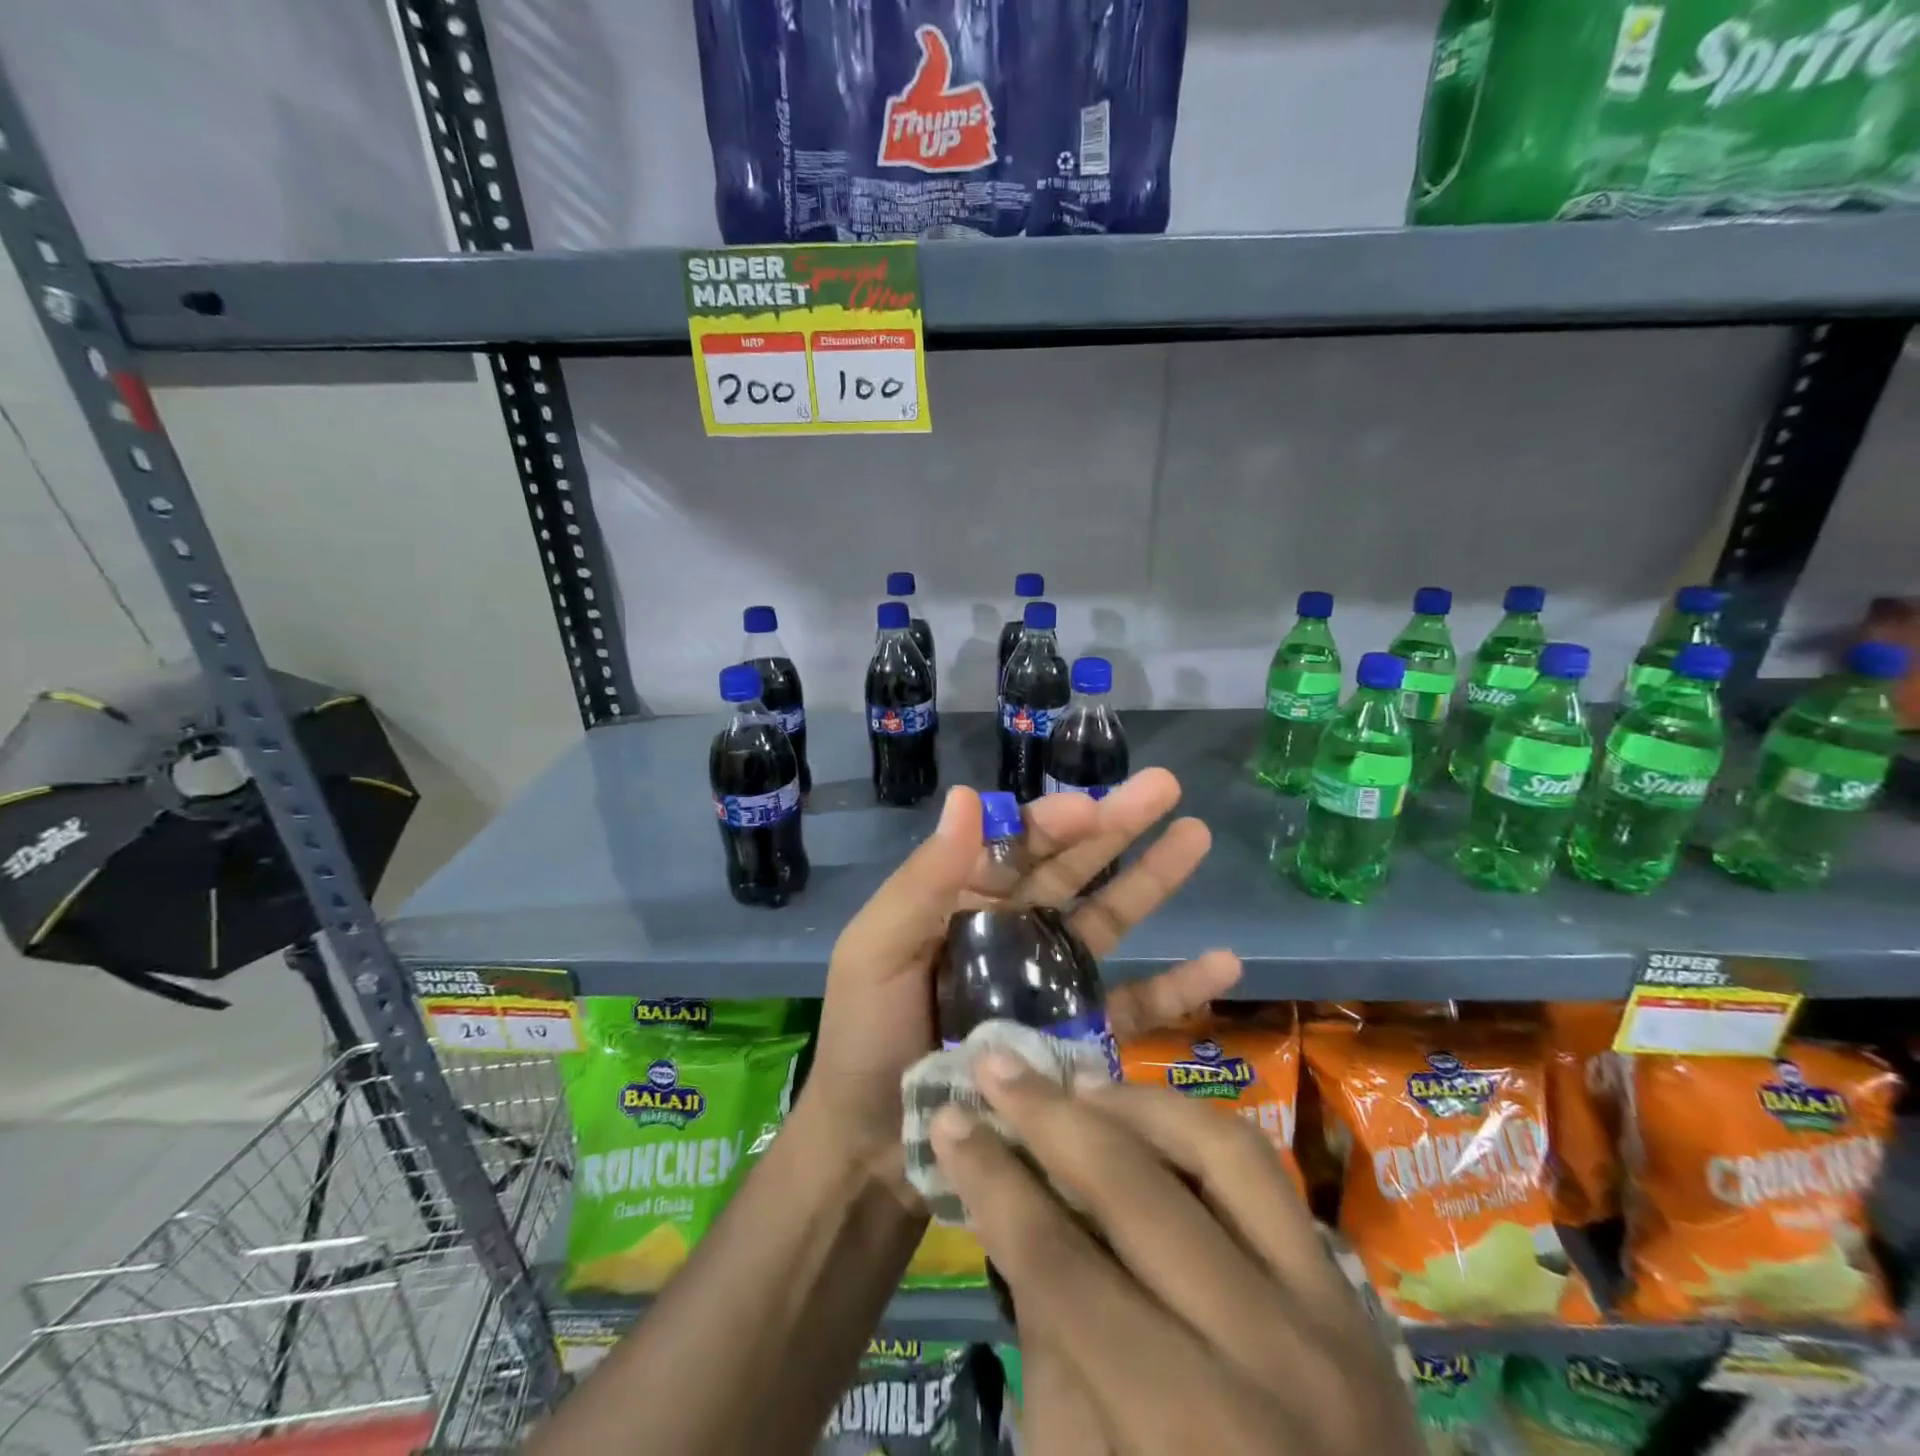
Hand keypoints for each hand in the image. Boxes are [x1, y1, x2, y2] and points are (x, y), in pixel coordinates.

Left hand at [802, 771, 1240, 1188]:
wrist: (872, 1147)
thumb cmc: (867, 1036)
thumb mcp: (878, 948)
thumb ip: (925, 878)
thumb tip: (968, 794)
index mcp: (966, 900)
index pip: (1017, 844)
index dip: (1055, 820)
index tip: (1093, 808)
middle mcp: (1013, 930)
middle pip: (1072, 868)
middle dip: (1117, 825)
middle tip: (1167, 786)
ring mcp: (1049, 983)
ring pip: (1108, 920)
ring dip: (1153, 880)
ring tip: (1197, 837)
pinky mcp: (1076, 1039)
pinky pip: (1133, 1005)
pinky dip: (1177, 985)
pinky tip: (1224, 961)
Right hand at [932, 1058, 1421, 1455]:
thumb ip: (1052, 1351)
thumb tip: (1021, 1210)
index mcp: (1192, 1440)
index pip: (1064, 1269)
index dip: (995, 1183)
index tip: (947, 1120)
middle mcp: (1273, 1361)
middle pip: (1138, 1192)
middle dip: (1049, 1117)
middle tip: (994, 1066)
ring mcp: (1333, 1321)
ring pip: (1223, 1150)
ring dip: (1134, 1103)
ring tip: (1072, 1085)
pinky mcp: (1356, 1301)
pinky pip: (1268, 1177)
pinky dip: (1196, 1129)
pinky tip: (1147, 1118)